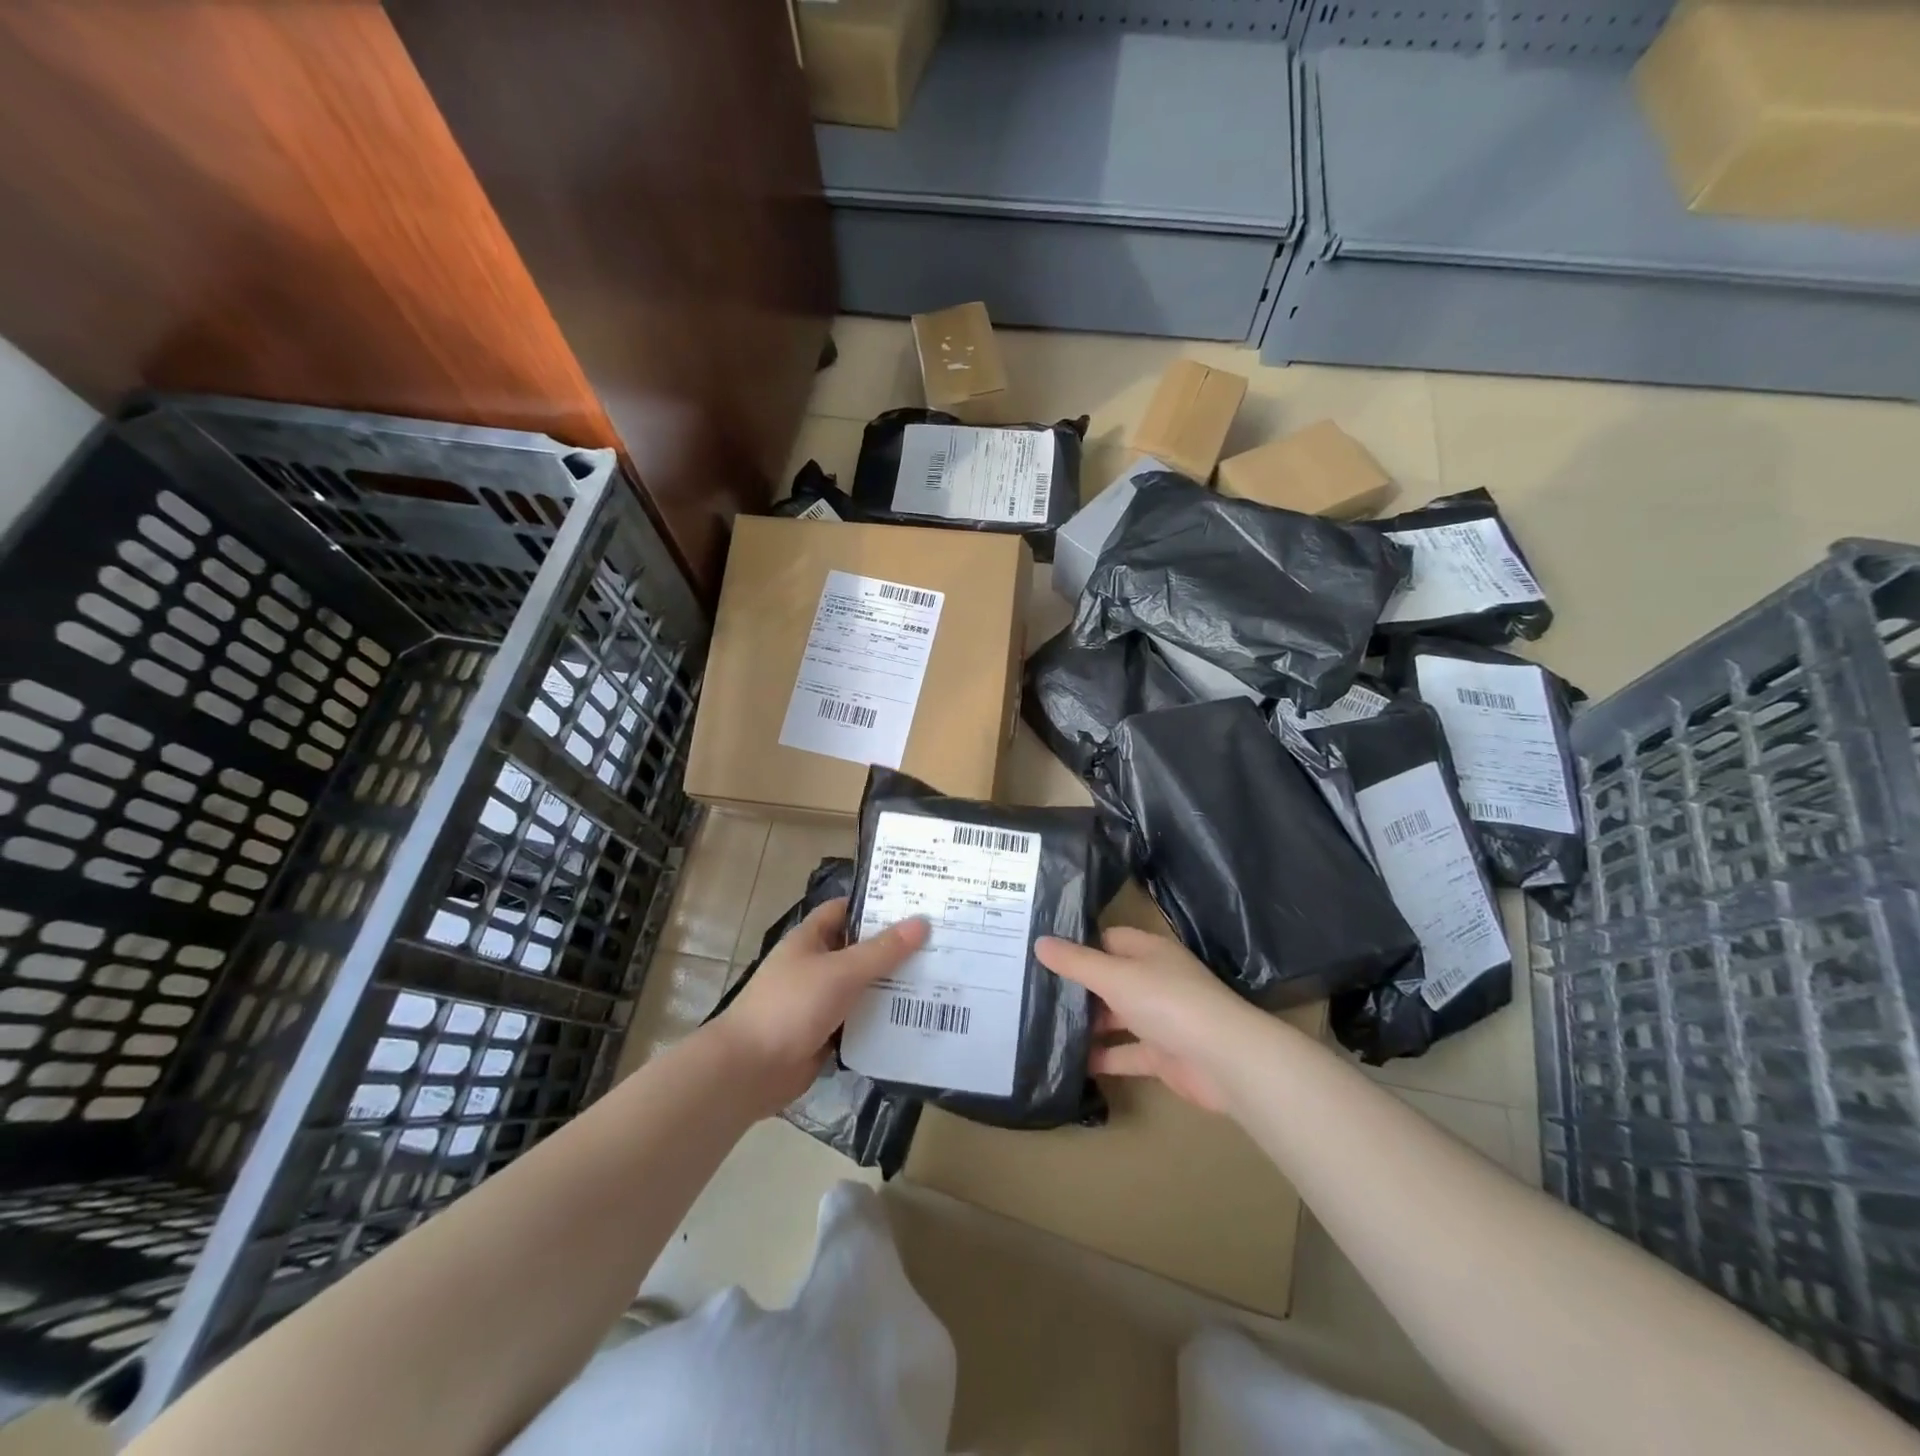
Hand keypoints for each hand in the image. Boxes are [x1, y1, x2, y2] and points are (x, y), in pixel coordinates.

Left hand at [711, 897, 928, 1111]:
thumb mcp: (841, 971)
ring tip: (941, 978)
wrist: (749, 1070)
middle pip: (861, 949)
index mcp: (811, 938)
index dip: (878, 905)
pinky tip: (917, 1018)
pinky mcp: (826, 1033)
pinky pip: (861, 1019)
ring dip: (893, 986)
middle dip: (895, 947)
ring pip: (863, 986)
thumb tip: (922, 922)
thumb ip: (883, 950)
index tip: (917, 904)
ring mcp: (820, 1000)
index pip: (848, 910)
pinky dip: (883, 1019)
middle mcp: (816, 964)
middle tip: (942, 943)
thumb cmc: (791, 1005)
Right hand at [1036, 928, 1249, 1113]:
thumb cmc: (1168, 1003)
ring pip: (1115, 1017)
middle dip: (1076, 988)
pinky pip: (1125, 1053)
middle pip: (1109, 979)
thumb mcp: (1115, 976)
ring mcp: (1159, 1019)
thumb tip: (1039, 942)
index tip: (1041, 954)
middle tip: (1032, 993)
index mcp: (1148, 952)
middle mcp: (1154, 980)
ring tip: (1043, 1028)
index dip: (1078, 946)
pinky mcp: (1162, 1055)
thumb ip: (1076, 962)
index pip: (1108, 940)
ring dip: (1087, 1025)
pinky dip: (1102, 1058)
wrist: (1225, 1060)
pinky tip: (1071, 1063)